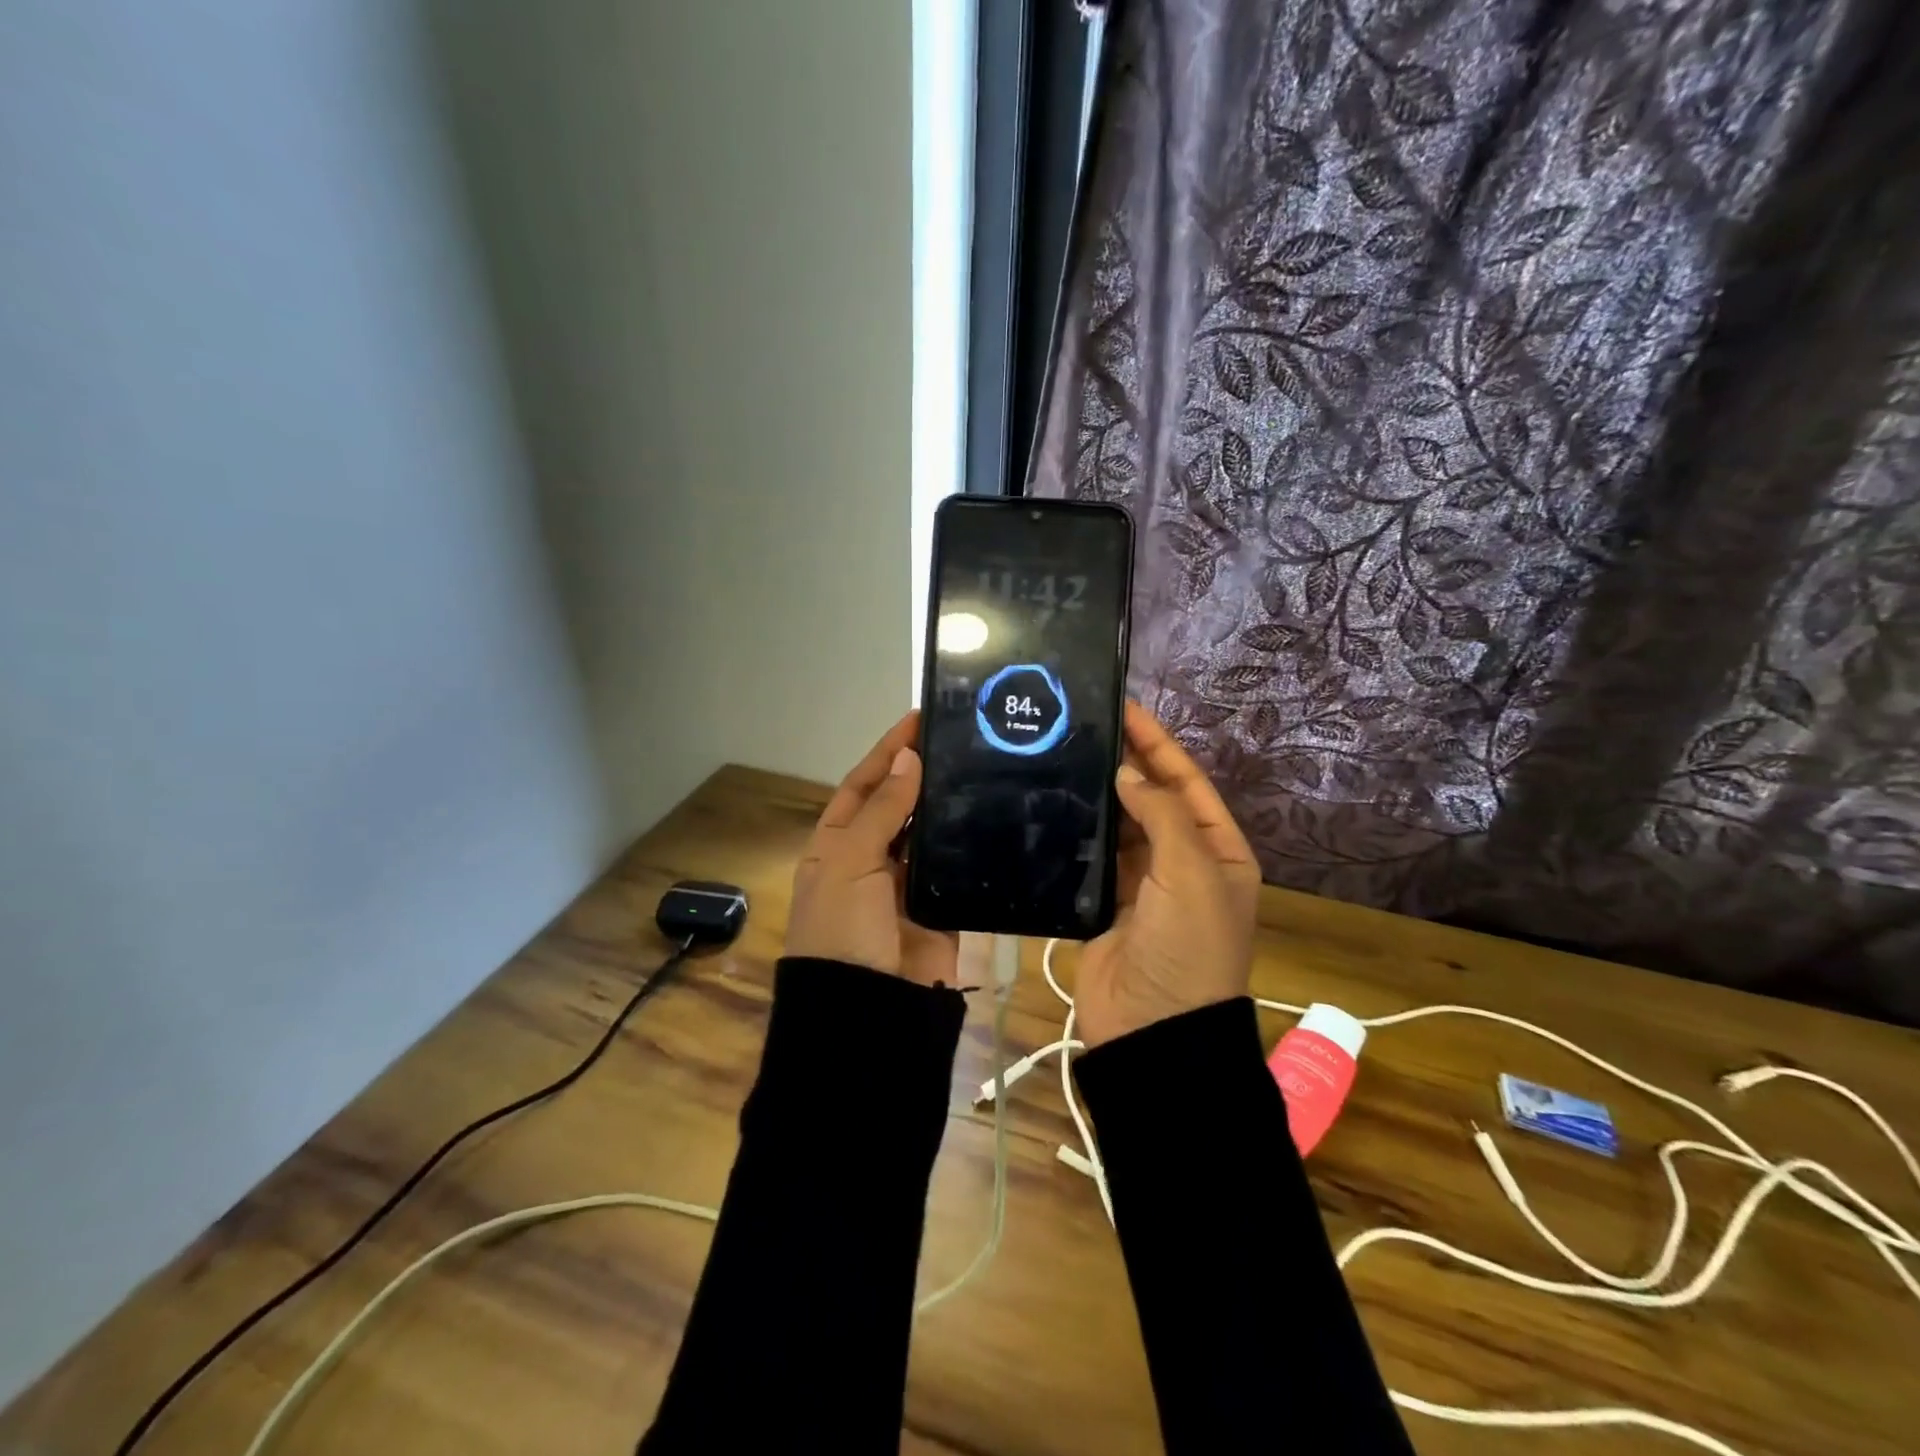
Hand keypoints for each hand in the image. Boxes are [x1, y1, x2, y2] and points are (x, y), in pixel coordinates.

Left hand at [785, 711, 959, 986]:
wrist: (867, 1010)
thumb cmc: (842, 926)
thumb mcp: (850, 860)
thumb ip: (883, 809)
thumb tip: (909, 758)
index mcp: (838, 843)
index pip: (864, 784)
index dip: (888, 752)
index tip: (919, 718)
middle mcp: (872, 858)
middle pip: (900, 804)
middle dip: (924, 773)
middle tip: (964, 739)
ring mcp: (908, 883)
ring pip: (932, 832)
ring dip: (950, 805)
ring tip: (986, 767)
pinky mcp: (942, 907)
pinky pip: (958, 867)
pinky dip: (972, 845)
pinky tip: (996, 815)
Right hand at [1073, 702, 1260, 1045]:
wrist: (1154, 1030)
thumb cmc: (1189, 946)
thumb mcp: (1193, 873)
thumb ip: (1162, 814)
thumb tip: (1128, 772)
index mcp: (1218, 851)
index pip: (1187, 782)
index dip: (1159, 744)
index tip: (1125, 708)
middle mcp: (1182, 862)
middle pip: (1151, 799)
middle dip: (1125, 763)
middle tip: (1082, 726)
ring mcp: (1141, 884)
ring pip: (1117, 826)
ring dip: (1097, 795)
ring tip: (1061, 755)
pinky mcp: (1103, 904)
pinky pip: (1090, 857)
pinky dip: (1076, 832)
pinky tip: (1051, 803)